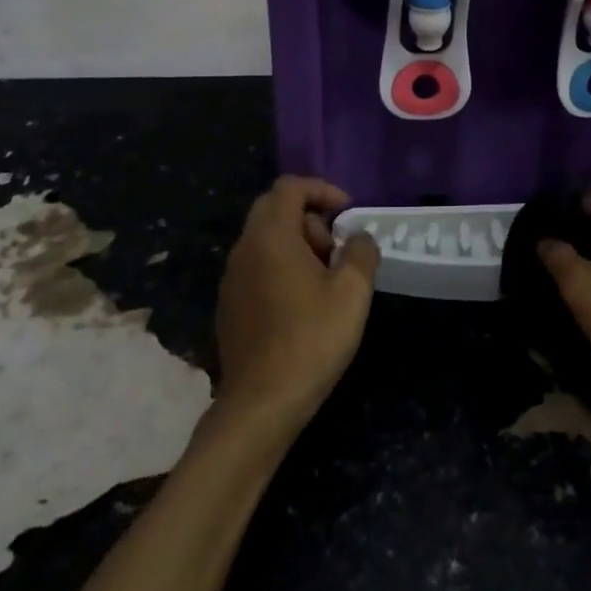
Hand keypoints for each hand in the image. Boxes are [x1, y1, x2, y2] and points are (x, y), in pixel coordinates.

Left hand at [214, 176, 378, 436]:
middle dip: (310, 218)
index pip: (290, 186)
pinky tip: (302, 304)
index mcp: (270, 236)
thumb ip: (360, 252)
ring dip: (297, 244)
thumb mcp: (352, 292)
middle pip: (274, 209)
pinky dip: (281, 267)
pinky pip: (256, 266)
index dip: (322, 190)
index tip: (348, 214)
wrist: (261, 403)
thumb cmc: (311, 339)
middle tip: (336, 248)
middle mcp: (244, 248)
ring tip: (325, 279)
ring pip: (265, 239)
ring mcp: (231, 278)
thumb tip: (358, 237)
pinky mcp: (229, 305)